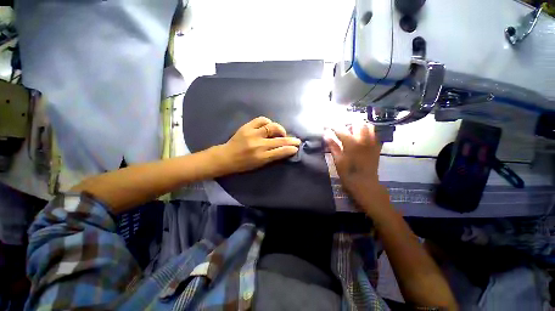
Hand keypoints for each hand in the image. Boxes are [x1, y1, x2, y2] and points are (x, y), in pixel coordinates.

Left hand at [216, 117, 300, 174]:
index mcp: (261, 157)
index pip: (280, 151)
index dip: (290, 149)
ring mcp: (252, 134)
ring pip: (272, 127)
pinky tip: (269, 125)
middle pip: (279, 140)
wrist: (226, 157)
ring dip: (280, 129)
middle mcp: (258, 145)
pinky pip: (261, 120)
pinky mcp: (247, 127)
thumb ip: (271, 157)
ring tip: (282, 132)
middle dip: (291, 140)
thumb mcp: (259, 165)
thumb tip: (284, 149)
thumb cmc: (243, 164)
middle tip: (297, 140)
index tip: (296, 148)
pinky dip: (268, 122)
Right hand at [324, 123, 387, 210]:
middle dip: (347, 122)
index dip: (332, 125)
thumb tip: (326, 135)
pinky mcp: (376, 147)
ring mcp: (372, 143)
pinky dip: (367, 131)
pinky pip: (374, 134)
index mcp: (351, 144)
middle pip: (357, 123)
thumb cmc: (348, 174)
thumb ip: (333, 146)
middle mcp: (363, 140)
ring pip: (368, 126)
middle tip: (340, 127)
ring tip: (351, 130)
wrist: (366, 184)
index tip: (326, 124)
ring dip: (358, 125)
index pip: (340, 129)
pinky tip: (361, 137)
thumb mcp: (337, 161)